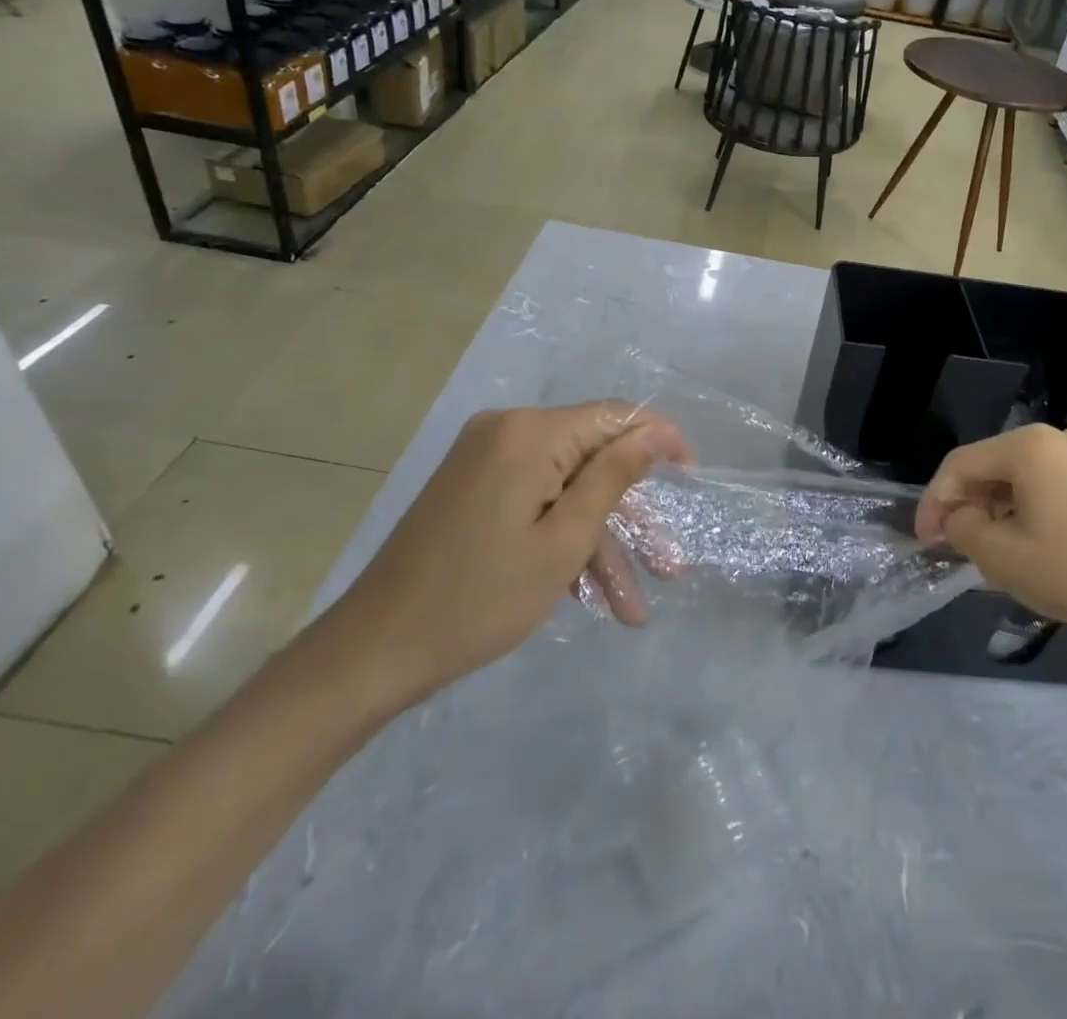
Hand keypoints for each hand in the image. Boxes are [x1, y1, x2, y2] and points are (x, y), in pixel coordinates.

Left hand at [329, 402, 692, 713]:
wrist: (374, 651)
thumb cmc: (479, 599)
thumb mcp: (563, 542)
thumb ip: (614, 476)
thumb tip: (657, 429)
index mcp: (529, 434)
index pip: (614, 416)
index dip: (659, 440)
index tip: (692, 476)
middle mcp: (507, 432)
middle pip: (591, 458)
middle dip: (630, 515)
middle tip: (668, 567)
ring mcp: (486, 459)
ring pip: (566, 489)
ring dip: (599, 542)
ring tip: (632, 607)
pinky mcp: (474, 487)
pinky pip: (536, 501)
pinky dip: (561, 539)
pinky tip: (588, 594)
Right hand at [914, 424, 1066, 649]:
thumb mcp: (1000, 556)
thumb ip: (962, 527)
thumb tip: (958, 518)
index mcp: (1031, 446)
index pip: (962, 464)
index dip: (935, 499)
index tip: (925, 537)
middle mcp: (1061, 438)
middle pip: (994, 466)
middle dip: (967, 502)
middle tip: (954, 541)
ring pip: (1025, 476)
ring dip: (998, 506)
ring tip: (989, 545)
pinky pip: (1055, 486)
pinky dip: (1032, 508)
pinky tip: (1031, 541)